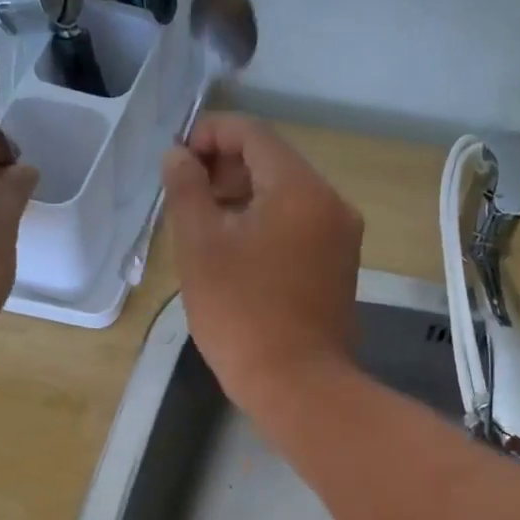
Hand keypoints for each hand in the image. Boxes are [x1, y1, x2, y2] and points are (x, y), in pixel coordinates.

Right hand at [163, 113, 362, 413]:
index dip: (209, 134)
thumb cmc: (241, 313)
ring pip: (287, 196)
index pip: (253, 134)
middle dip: (225, 168)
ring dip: (244, 198)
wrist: (297, 385)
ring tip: (205, 225)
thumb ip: (186, 189)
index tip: (177, 160)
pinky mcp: (340, 266)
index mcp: (301, 189)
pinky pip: (300, 226)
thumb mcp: (200, 246)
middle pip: (274, 163)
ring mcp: (342, 237)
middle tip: (186, 196)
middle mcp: (331, 203)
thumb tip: (179, 156)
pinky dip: (266, 224)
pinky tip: (236, 250)